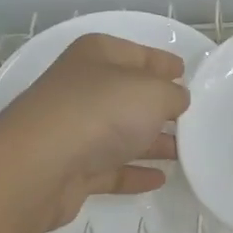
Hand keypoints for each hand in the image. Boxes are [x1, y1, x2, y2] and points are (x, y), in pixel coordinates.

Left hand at [0, 33, 189, 229]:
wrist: (40, 166)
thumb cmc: (101, 112)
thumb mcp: (153, 92)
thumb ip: (173, 95)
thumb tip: (176, 100)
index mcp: (97, 55)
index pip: (138, 53)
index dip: (163, 62)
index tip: (186, 74)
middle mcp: (82, 87)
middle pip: (129, 95)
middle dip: (160, 107)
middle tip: (192, 119)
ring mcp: (74, 129)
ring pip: (121, 133)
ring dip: (151, 143)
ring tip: (184, 153)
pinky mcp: (71, 168)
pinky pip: (111, 167)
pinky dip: (134, 171)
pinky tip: (160, 179)